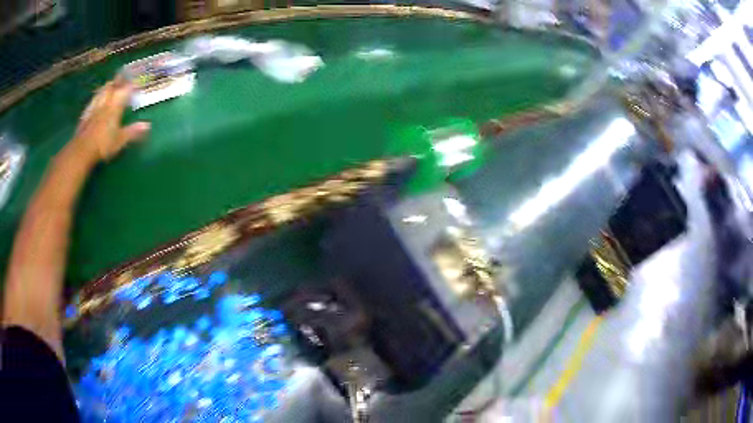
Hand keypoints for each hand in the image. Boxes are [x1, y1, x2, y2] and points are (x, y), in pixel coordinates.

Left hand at [73, 77, 149, 164]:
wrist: (81, 151)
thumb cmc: (103, 145)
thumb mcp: (120, 140)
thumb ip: (133, 131)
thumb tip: (148, 125)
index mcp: (115, 107)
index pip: (125, 90)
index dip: (132, 84)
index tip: (137, 79)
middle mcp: (105, 103)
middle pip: (112, 87)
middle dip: (118, 80)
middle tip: (123, 75)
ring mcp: (94, 108)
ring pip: (101, 92)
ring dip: (107, 86)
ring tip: (110, 83)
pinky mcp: (85, 116)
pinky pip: (92, 102)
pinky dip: (96, 97)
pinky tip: (95, 98)